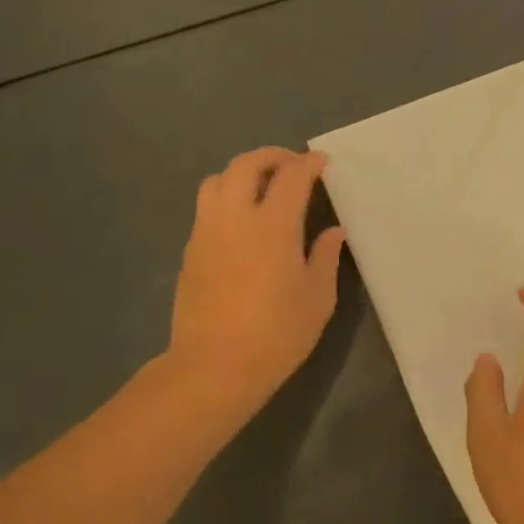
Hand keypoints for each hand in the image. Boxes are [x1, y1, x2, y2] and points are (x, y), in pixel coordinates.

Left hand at [163, 147, 346, 426]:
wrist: (215, 366)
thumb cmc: (277, 333)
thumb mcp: (317, 298)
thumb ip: (325, 257)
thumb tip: (333, 231)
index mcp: (273, 225)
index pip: (291, 176)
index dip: (309, 163)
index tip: (322, 163)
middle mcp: (235, 217)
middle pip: (245, 165)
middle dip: (271, 156)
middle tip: (291, 165)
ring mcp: (206, 232)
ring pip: (217, 180)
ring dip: (242, 173)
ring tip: (262, 187)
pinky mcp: (190, 251)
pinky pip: (206, 208)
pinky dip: (226, 199)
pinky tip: (242, 223)